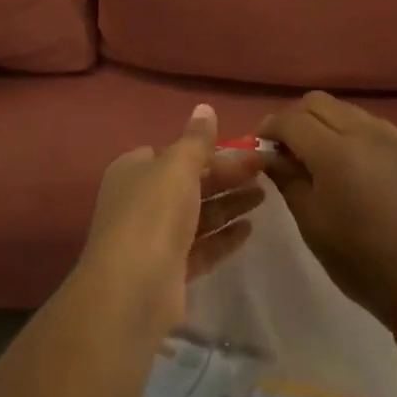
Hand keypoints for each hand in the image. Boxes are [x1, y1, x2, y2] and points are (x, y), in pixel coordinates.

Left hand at [82, 104, 265, 331]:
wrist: (132, 288)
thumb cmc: (153, 214)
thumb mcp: (177, 166)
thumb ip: (196, 139)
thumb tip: (205, 108)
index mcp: (134, 170)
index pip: (172, 153)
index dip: (205, 150)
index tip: (241, 149)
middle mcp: (140, 201)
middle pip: (188, 183)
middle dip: (225, 176)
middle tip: (264, 171)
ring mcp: (153, 238)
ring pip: (197, 215)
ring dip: (229, 204)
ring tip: (264, 196)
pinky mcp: (168, 271)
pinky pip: (200, 248)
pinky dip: (222, 237)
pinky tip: (249, 230)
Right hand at [259, 92, 396, 327]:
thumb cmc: (361, 260)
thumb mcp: (312, 223)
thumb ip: (287, 179)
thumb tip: (268, 154)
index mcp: (335, 151)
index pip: (291, 119)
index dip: (270, 128)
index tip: (260, 146)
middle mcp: (365, 132)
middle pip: (319, 103)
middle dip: (296, 118)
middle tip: (288, 149)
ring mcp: (395, 138)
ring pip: (348, 110)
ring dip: (326, 123)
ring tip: (321, 156)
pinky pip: (375, 126)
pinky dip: (355, 133)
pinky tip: (356, 165)